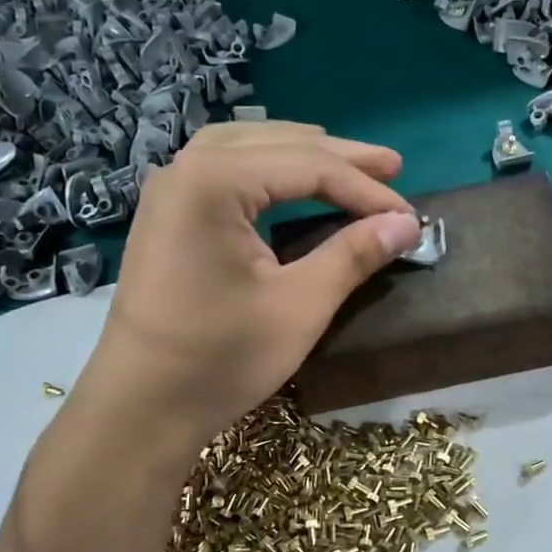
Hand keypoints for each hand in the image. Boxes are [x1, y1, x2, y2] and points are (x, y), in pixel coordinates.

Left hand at [81, 121, 420, 451]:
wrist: (141, 407)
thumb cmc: (220, 359)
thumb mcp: (300, 306)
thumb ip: (353, 255)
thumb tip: (407, 224)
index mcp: (214, 181)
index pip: (309, 167)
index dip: (365, 189)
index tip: (410, 216)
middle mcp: (186, 168)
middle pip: (278, 144)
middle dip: (339, 158)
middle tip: (393, 166)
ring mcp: (170, 190)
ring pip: (248, 148)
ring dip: (301, 153)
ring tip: (346, 163)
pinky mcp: (167, 215)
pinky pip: (224, 168)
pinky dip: (266, 166)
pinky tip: (286, 179)